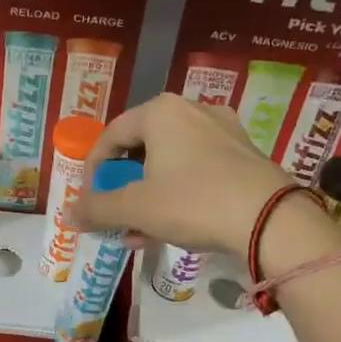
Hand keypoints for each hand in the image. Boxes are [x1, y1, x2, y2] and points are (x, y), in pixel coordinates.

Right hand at [67, 94, 304, 257]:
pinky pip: (197, 170)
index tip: (91, 201)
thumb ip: (98, 209)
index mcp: (161, 112)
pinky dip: (178, 194)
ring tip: (140, 230)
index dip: (94, 171)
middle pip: (142, 148)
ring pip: (170, 162)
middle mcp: (193, 111)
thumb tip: (68, 215)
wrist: (271, 221)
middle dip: (124, 186)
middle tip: (116, 215)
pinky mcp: (246, 155)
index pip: (111, 135)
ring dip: (149, 195)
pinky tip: (172, 227)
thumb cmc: (194, 202)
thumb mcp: (137, 208)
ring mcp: (224, 131)